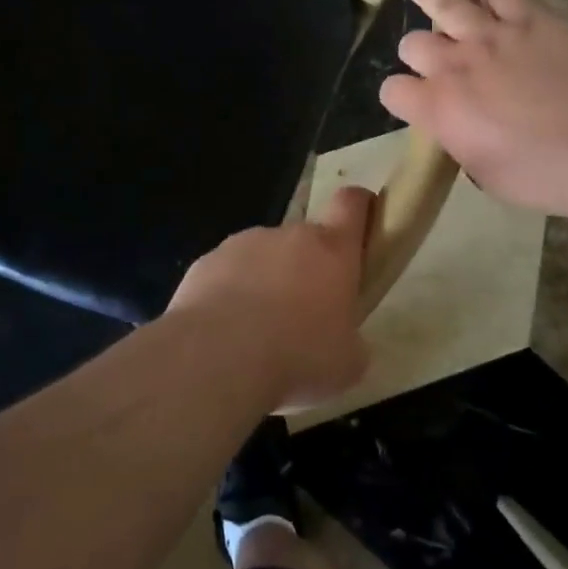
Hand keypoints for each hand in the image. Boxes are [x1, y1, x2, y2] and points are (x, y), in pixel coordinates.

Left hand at [167, 186, 374, 411]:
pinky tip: (225, 333)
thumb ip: (351, 341)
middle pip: (305, 240)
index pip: (351, 203)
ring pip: (264, 257)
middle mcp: (289, 235)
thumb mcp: (347, 364)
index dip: (359, 207)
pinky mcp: (206, 261)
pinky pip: (227, 274)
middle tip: (303, 315)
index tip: (361, 223)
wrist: (218, 355)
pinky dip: (229, 295)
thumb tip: (344, 342)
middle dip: (306, 269)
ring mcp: (243, 243)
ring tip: (257, 332)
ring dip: (266, 282)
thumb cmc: (298, 355)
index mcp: (331, 250)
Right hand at [380, 0, 567, 220]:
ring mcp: (492, 36)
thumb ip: (461, 143)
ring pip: (446, 6)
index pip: (393, 92)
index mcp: (439, 109)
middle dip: (417, 53)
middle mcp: (455, 66)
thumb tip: (459, 129)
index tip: (412, 103)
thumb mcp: (486, 174)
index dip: (400, 97)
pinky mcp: (530, 20)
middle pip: (414, 44)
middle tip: (432, 60)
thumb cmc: (545, 175)